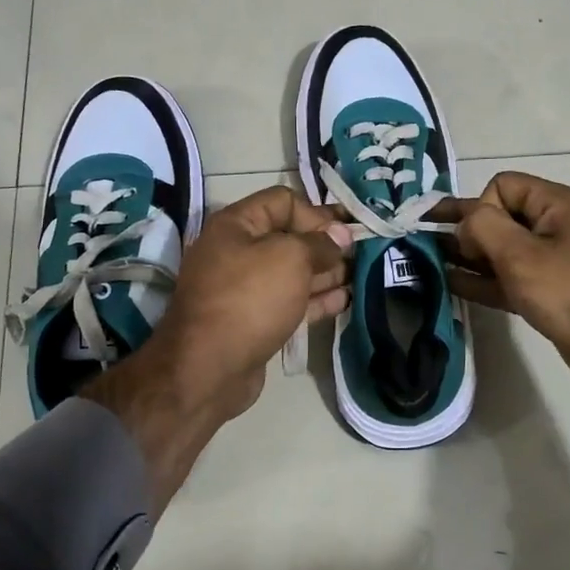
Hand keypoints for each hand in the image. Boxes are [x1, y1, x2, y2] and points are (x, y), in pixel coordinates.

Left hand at [153, 186, 352, 416]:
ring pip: (292, 272)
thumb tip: (339, 237)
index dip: (316, 213)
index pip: (283, 201)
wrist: (209, 367)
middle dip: (325, 244)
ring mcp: (245, 289)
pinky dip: (316, 299)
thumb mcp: (290, 257)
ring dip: (325, 273)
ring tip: (359, 276)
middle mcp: (237, 251)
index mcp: (236, 225)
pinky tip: (344, 300)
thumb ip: (319, 243)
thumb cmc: (250, 298)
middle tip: (360, 254)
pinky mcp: (254, 320)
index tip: (345, 232)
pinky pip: (290, 301)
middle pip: (289, 238)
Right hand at [444, 172, 569, 402]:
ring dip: (468, 256)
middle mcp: (553, 226)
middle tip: (426, 243)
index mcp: (554, 205)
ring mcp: (551, 262)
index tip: (475, 241)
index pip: (502, 186)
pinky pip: (507, 278)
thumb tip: (465, 225)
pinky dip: (482, 280)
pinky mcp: (548, 293)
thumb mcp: (521, 254)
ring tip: (429, 262)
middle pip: (498, 217)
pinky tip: (451, 284)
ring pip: (500, 251)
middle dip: (464, 229)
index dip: (481, 208)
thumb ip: (483, 228)